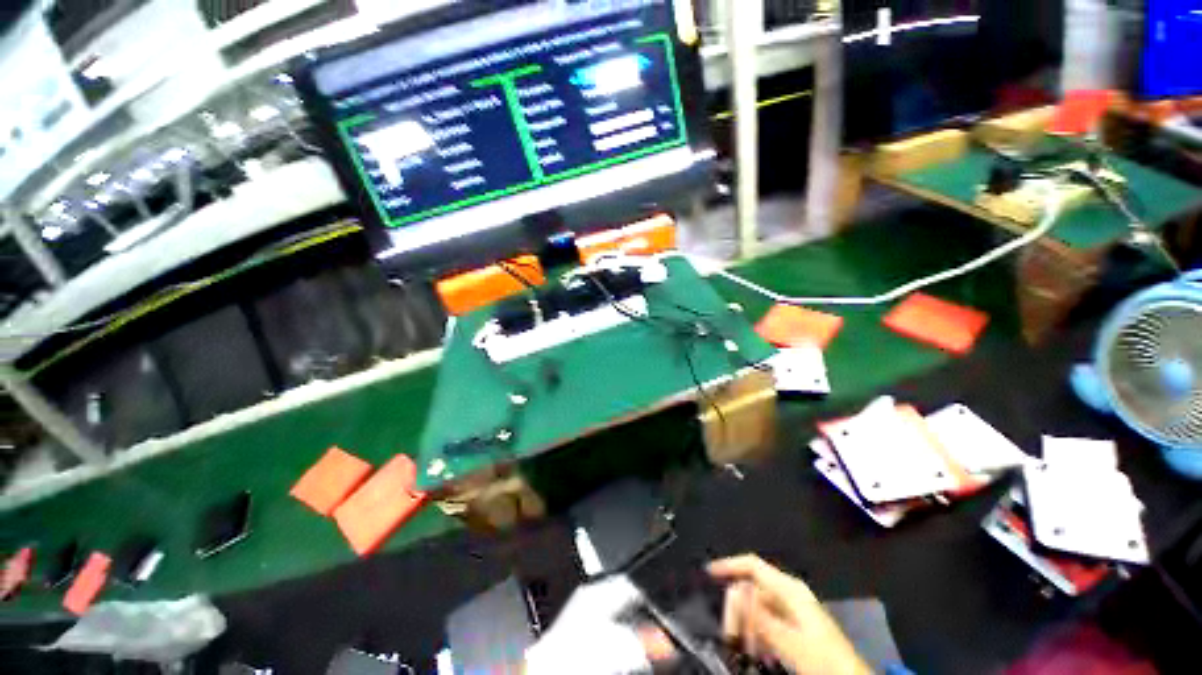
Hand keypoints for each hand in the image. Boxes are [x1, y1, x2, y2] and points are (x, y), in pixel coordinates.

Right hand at [708, 555, 870, 674]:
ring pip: (757, 609)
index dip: (729, 565)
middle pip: (751, 589)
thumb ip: (759, 617)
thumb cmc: (821, 659)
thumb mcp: (788, 640)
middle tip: (730, 635)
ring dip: (747, 627)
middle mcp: (788, 594)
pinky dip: (758, 636)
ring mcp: (792, 611)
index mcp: (789, 589)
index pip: (752, 565)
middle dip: (738, 609)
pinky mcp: (794, 628)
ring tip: (746, 649)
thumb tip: (733, 592)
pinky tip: (758, 653)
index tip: (708, 573)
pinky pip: (766, 624)